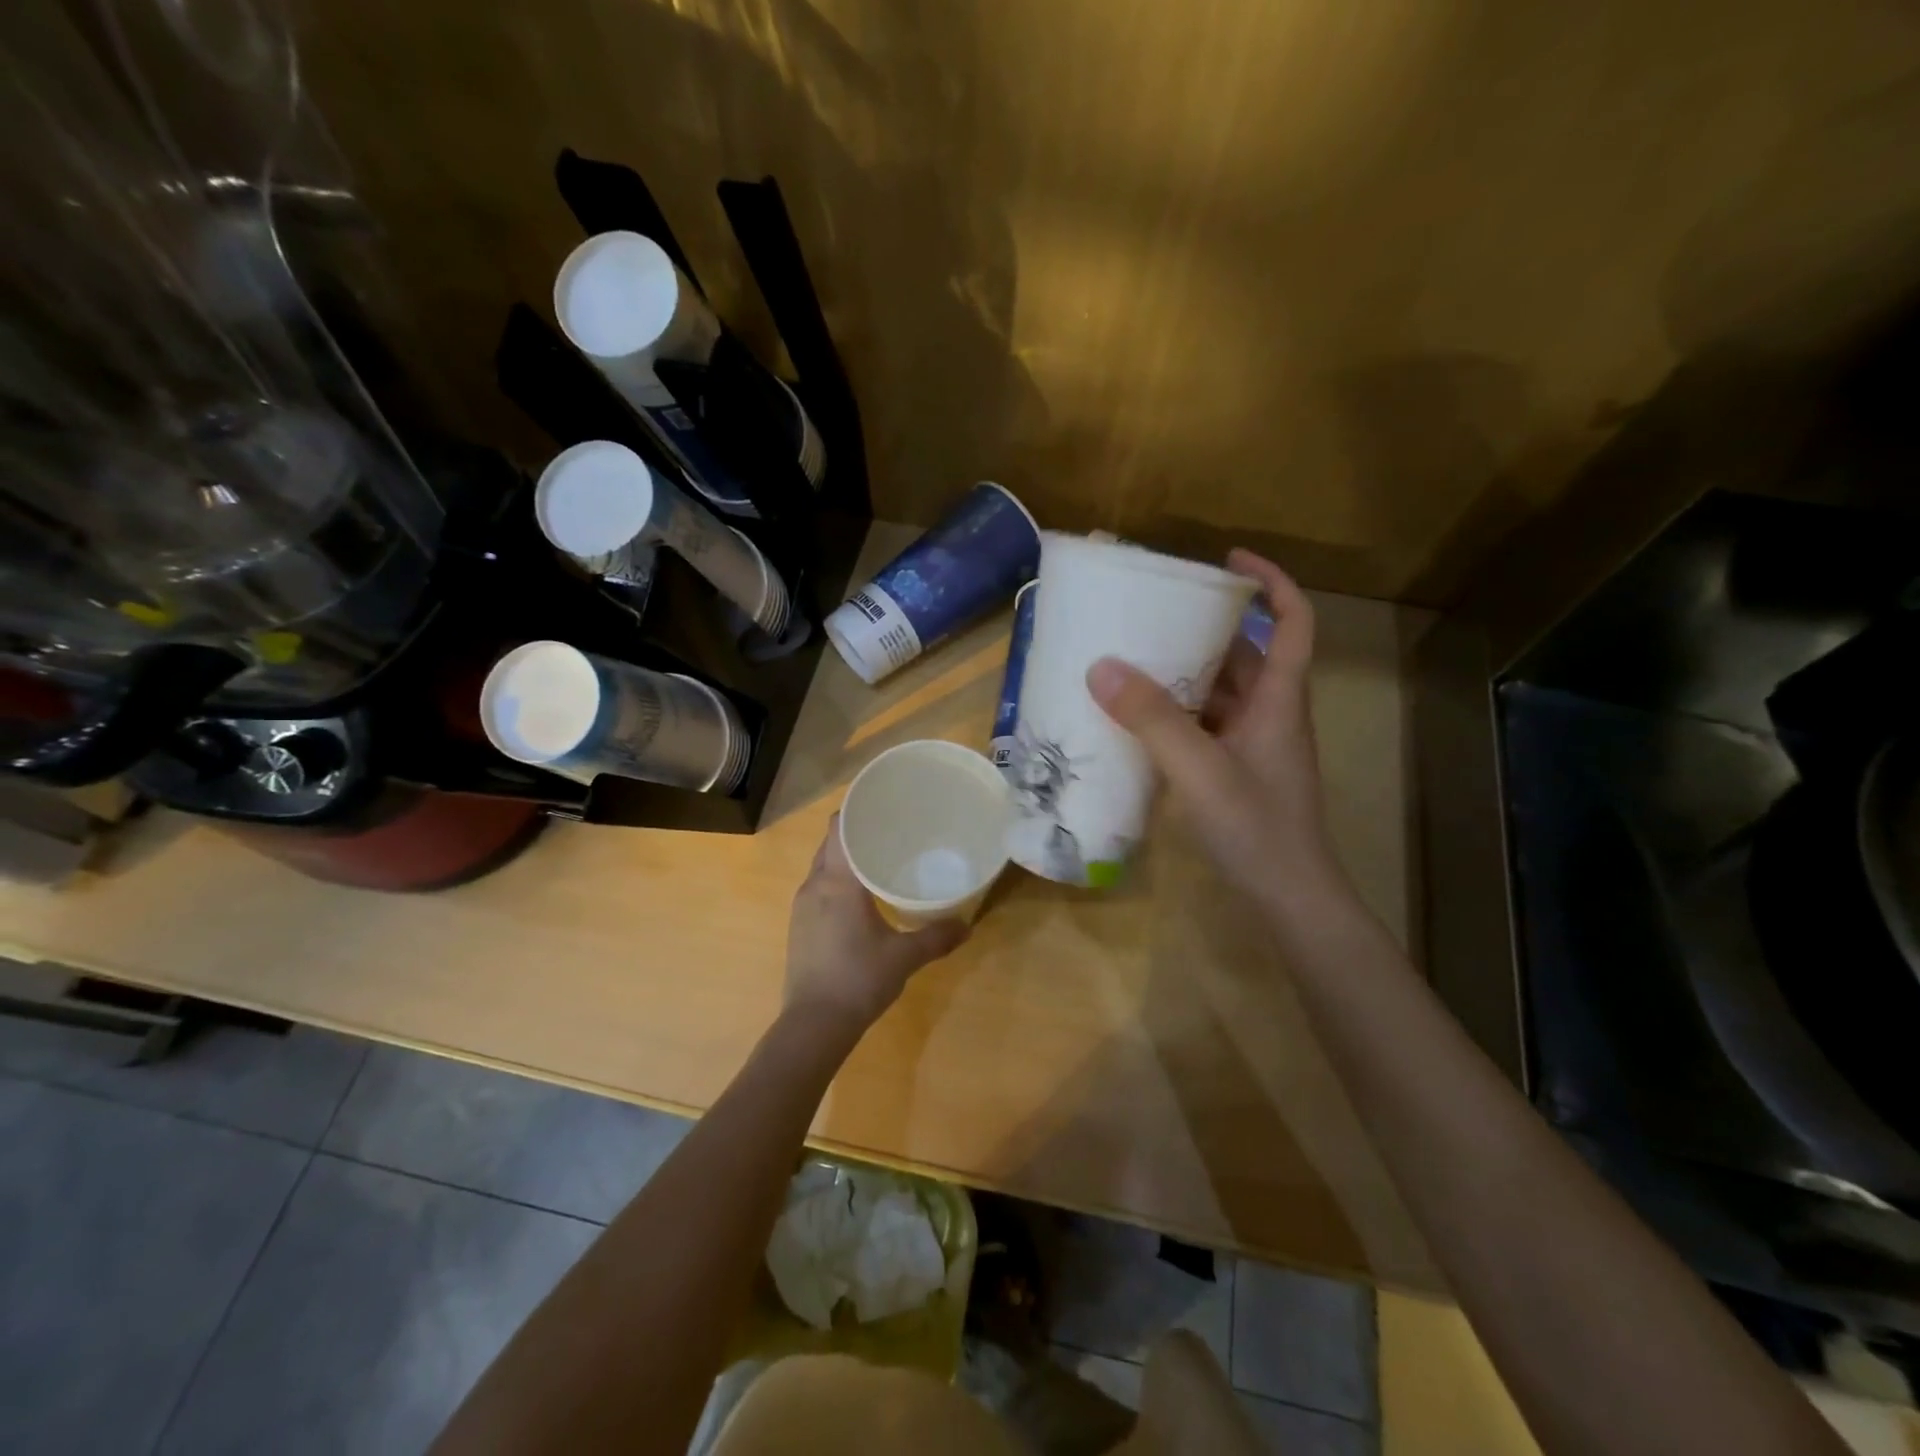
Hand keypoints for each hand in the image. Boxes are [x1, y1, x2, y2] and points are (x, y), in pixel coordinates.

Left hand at [784, 816, 968, 1034]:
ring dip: (845, 857)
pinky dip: (837, 880)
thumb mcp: (904, 957)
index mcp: (838, 882)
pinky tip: (860, 896)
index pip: (839, 828)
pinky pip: (818, 887)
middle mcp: (814, 885)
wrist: (813, 1026)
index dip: (856, 809)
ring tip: (878, 858)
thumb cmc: (859, 980)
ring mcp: (802, 906)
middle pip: (831, 843)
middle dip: (856, 832)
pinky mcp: (799, 926)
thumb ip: (936, 937)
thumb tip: (967, 925)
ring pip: (823, 866)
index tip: (881, 802)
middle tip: (890, 829)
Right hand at [1086, 549, 1342, 909]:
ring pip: (1221, 693)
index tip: (1228, 559)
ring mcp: (1254, 746)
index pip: (1293, 621)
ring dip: (1185, 673)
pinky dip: (1177, 715)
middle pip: (1246, 654)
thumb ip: (1152, 719)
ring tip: (1134, 658)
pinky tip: (1137, 720)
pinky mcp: (1237, 772)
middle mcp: (1270, 714)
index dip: (1271, 582)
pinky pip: (1205, 727)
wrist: (1290, 900)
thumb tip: (1102, 666)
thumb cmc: (1257, 829)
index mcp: (1279, 700)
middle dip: (1206, 628)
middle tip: (1154, 614)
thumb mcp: (1199, 769)